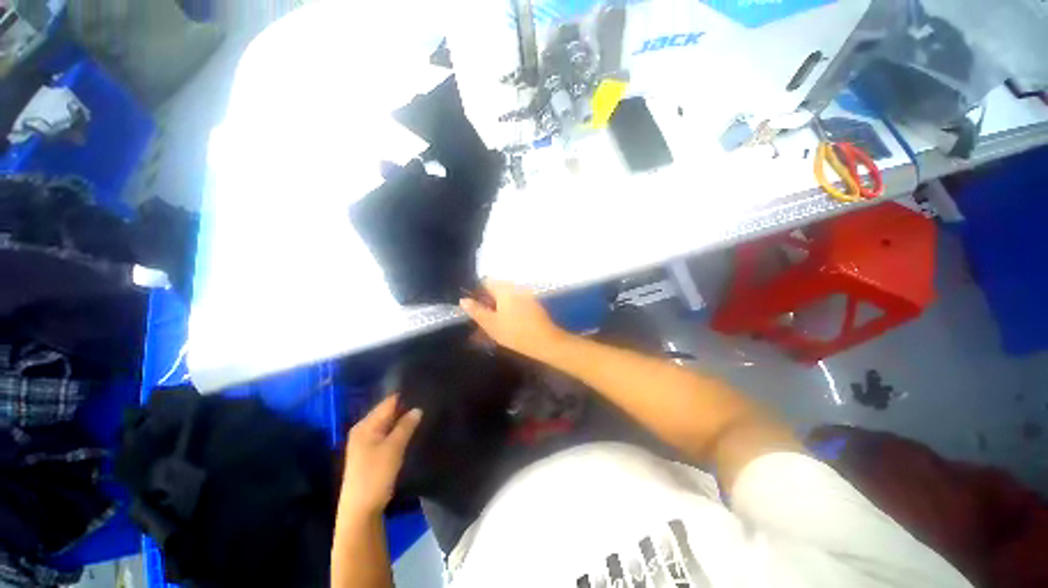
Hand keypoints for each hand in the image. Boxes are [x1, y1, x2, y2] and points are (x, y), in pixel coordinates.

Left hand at [340, 395, 421, 516]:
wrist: (360, 510)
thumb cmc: (375, 475)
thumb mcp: (393, 448)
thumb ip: (406, 426)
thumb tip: (418, 409)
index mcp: (365, 425)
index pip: (388, 403)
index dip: (405, 397)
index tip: (424, 393)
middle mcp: (363, 429)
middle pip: (387, 412)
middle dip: (405, 408)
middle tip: (427, 404)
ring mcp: (365, 442)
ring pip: (388, 424)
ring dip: (402, 421)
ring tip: (423, 415)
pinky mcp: (370, 453)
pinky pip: (386, 434)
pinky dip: (398, 431)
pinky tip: (411, 431)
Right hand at [460, 279, 566, 360]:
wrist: (545, 341)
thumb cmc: (515, 332)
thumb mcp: (491, 324)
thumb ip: (476, 311)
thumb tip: (463, 300)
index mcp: (504, 288)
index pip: (485, 281)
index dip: (476, 293)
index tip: (472, 307)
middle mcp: (515, 287)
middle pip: (495, 290)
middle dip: (486, 302)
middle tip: (480, 319)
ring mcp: (525, 295)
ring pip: (505, 298)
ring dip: (496, 309)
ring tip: (491, 326)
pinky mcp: (532, 304)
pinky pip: (515, 304)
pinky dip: (507, 311)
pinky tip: (505, 325)